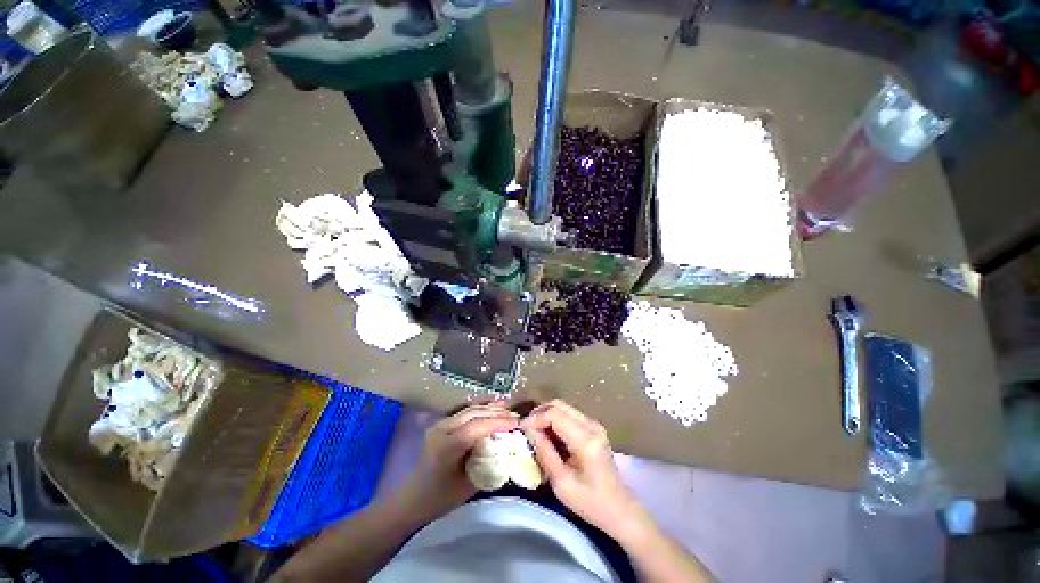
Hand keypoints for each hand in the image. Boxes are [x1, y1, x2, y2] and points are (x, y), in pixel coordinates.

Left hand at [395, 402, 518, 520]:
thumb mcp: (469, 485)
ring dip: (490, 408)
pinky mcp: (442, 423)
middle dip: (497, 413)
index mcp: (446, 447)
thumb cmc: (441, 498)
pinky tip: (492, 407)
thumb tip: (509, 446)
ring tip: (509, 409)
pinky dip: (481, 409)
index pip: (475, 428)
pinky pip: (465, 412)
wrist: (412, 498)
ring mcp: (440, 424)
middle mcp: (442, 430)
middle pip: (473, 414)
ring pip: (470, 410)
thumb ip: (488, 462)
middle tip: (517, 416)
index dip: (498, 422)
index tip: (517, 423)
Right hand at [522, 400, 647, 538]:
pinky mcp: (593, 428)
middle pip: (559, 405)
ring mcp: (594, 424)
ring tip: (535, 432)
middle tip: (526, 428)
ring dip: (547, 415)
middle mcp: (591, 425)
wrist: (619, 509)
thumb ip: (544, 452)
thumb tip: (528, 429)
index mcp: (585, 439)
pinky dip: (555, 420)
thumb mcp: (561, 482)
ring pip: (563, 407)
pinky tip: (548, 435)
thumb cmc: (590, 502)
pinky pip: (569, 415)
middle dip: (539, 413)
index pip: (554, 414)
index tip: (521, 429)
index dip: (535, 418)